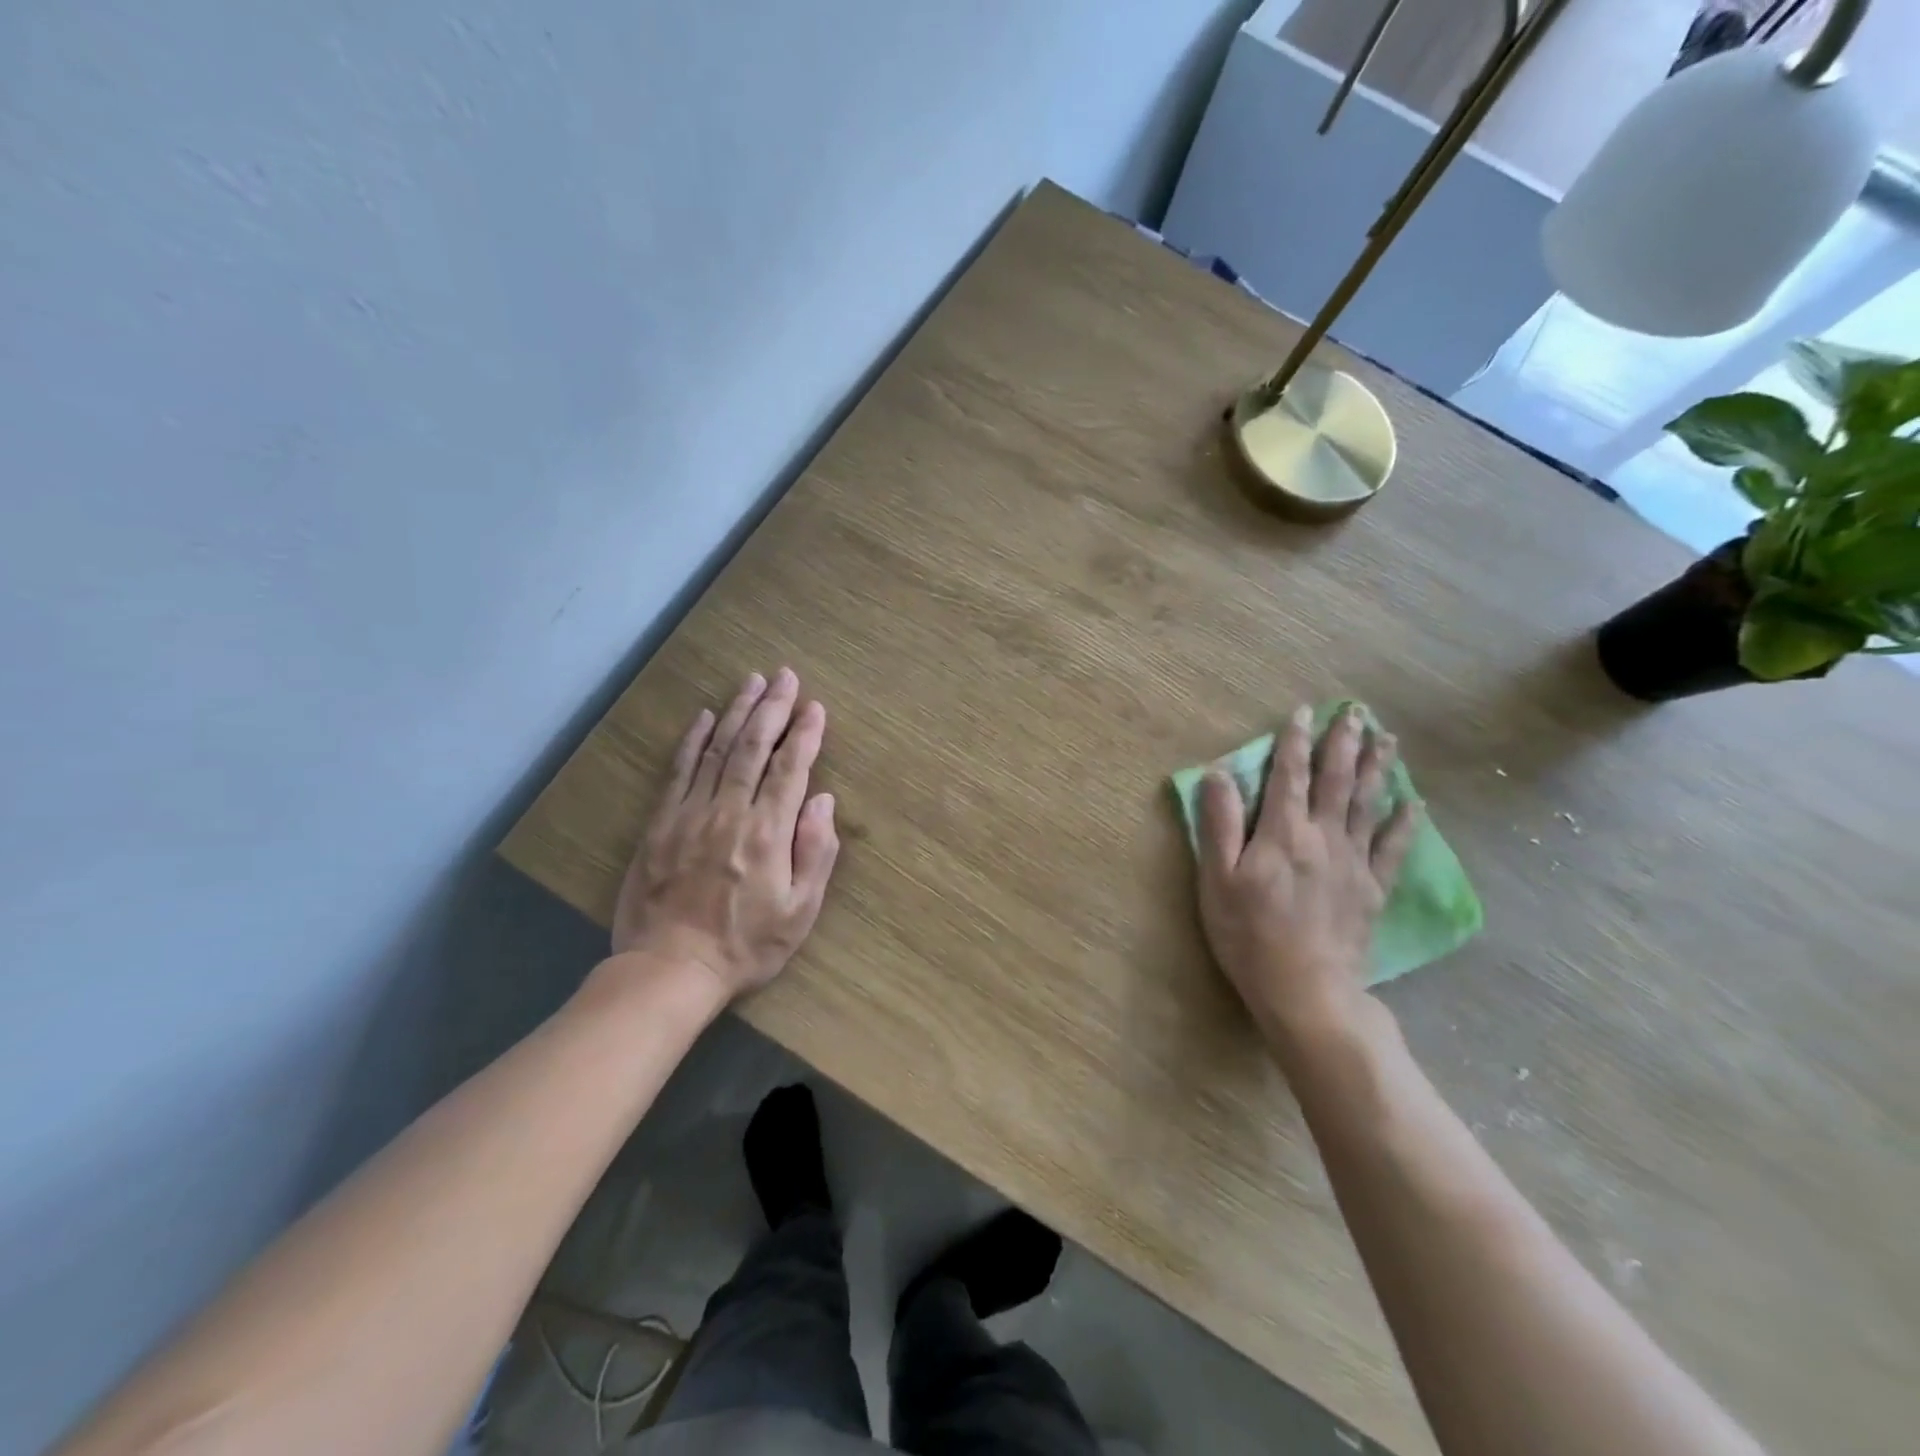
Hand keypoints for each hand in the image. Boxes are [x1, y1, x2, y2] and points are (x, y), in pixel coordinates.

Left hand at [609, 668, 840, 1001]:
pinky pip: (679, 771)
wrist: (670, 969)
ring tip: (752, 682)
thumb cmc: (746, 945)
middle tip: (785, 676)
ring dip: (737, 712)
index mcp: (768, 832)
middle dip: (773, 707)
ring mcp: (690, 813)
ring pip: (718, 750)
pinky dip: (693, 741)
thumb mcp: (800, 911)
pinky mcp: (661, 823)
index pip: (791, 768)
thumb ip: (816, 852)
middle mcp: (729, 811)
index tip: (815, 707)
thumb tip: (822, 800)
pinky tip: (705, 717)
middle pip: (754, 747)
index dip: (805, 734)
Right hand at [1195, 704, 1417, 1043]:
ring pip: (1368, 805)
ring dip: (1377, 768)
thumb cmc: (1249, 934)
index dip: (1295, 741)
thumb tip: (1218, 774)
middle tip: (1355, 712)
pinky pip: (1392, 848)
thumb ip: (1219, 824)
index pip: (1289, 775)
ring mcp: (1353, 863)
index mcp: (1283, 832)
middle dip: (1343, 743)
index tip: (1304, 711)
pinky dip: (1404, 823)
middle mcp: (1323, 837)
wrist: (1305, 991)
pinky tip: (1414, 804)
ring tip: (1386, 739)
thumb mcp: (1218, 880)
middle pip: (1336, 781)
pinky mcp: (1372, 890)